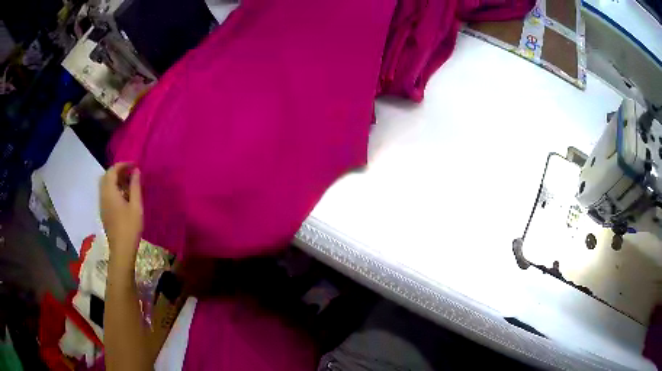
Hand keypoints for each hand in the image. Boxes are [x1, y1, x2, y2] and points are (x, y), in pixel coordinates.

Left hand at [100, 162, 142, 265]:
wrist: (121, 250)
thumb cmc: (130, 227)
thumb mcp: (136, 206)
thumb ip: (135, 186)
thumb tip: (136, 171)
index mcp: (110, 192)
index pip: (112, 170)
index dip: (123, 165)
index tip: (134, 166)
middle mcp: (103, 195)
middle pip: (107, 176)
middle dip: (118, 171)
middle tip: (131, 174)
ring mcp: (102, 204)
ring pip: (106, 185)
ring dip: (116, 181)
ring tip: (129, 185)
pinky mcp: (104, 212)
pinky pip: (106, 194)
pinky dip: (114, 189)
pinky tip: (124, 198)